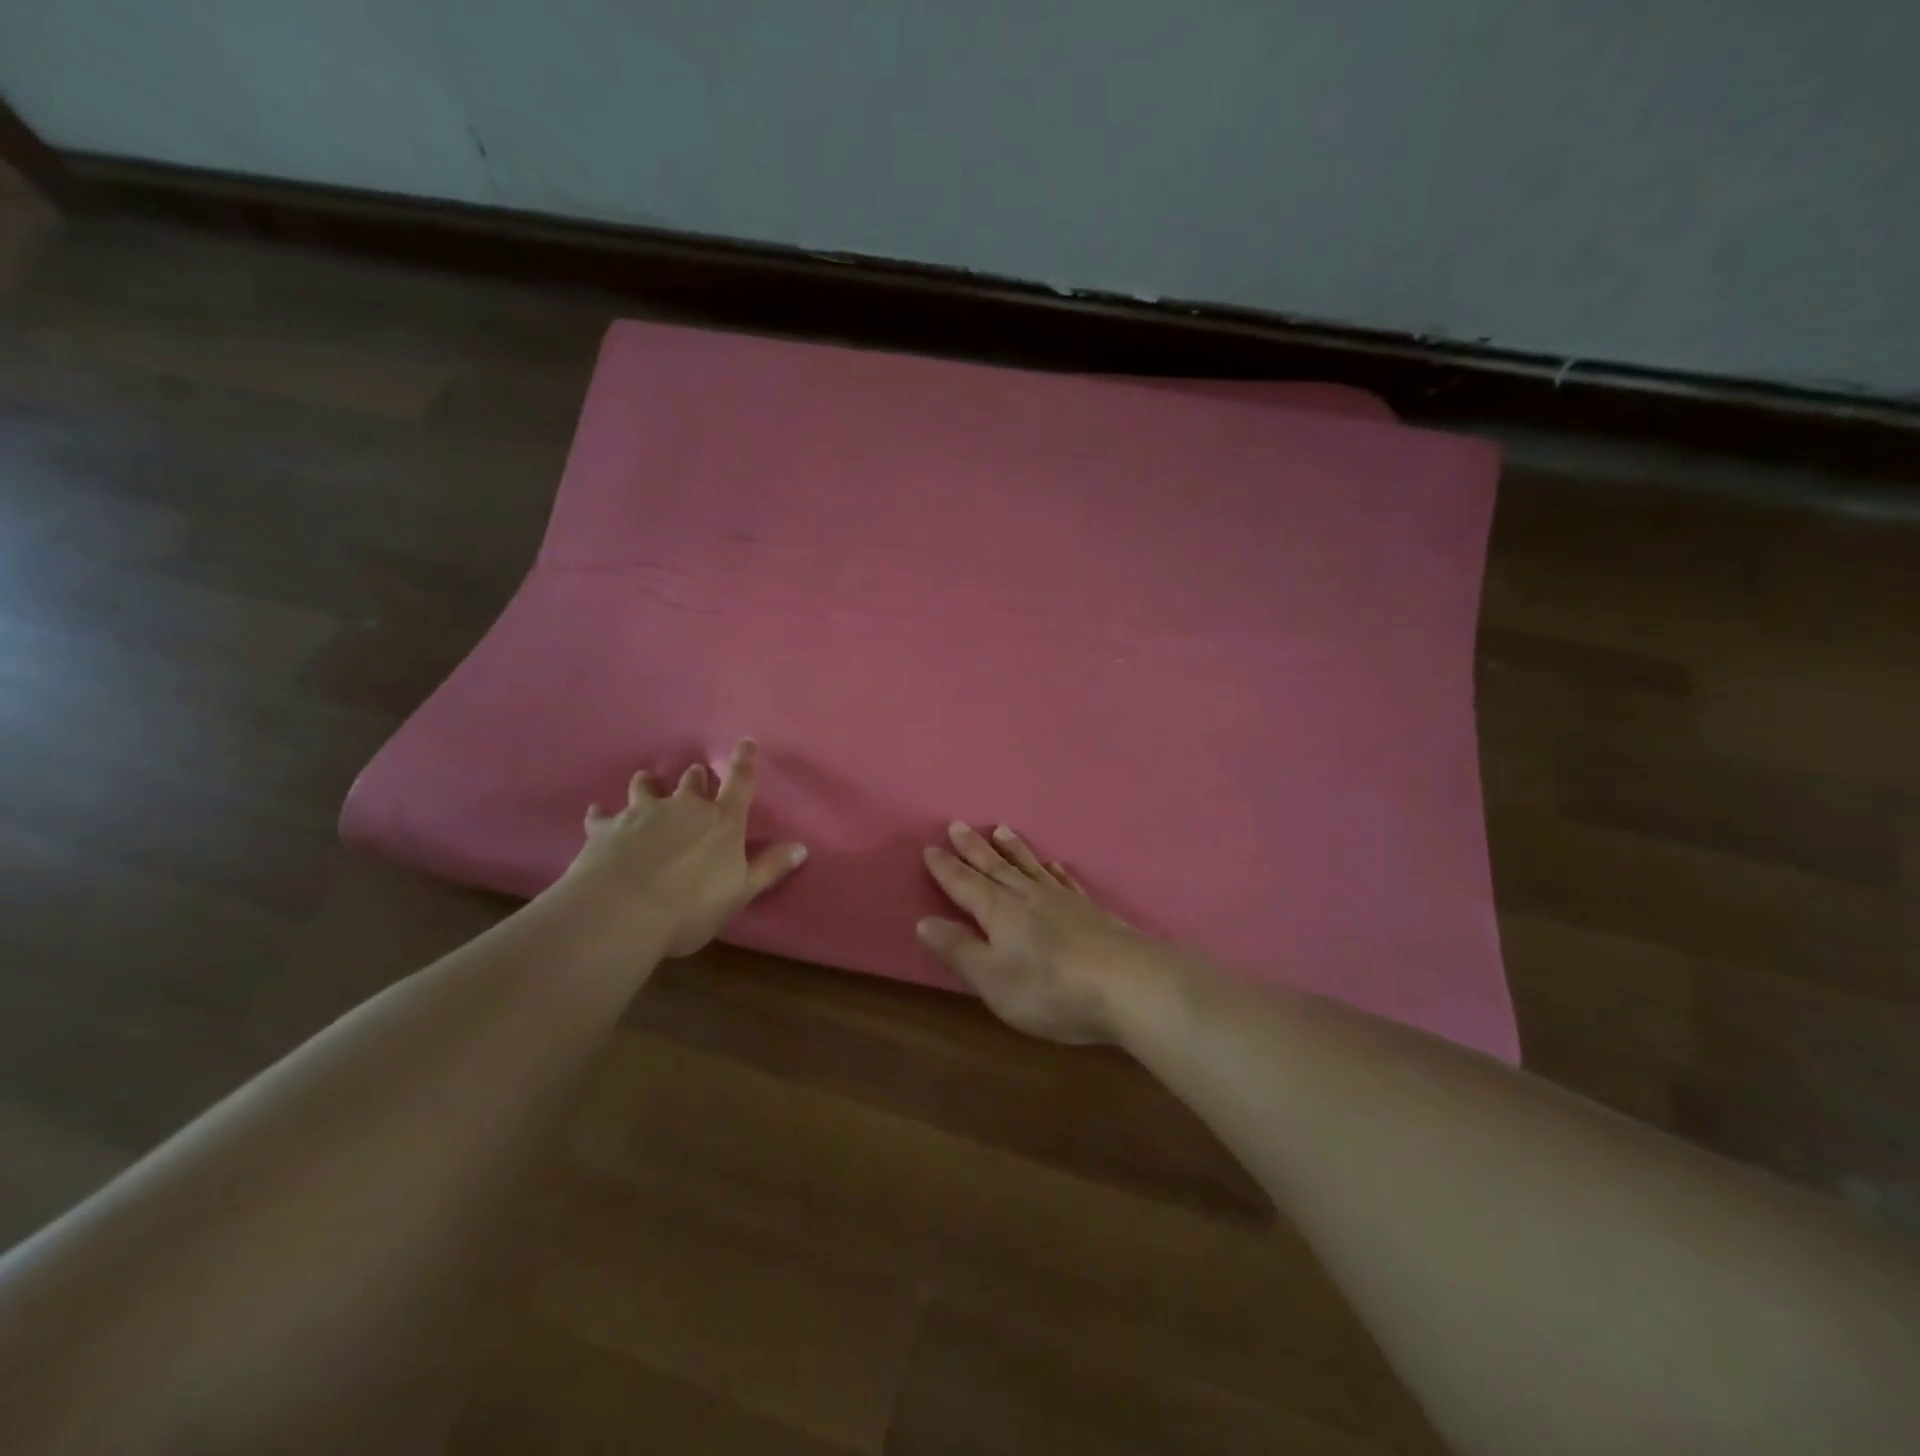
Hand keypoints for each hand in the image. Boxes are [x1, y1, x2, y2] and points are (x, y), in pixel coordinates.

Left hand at [564, 739, 806, 956]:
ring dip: (649, 784)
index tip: (746, 741)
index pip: (740, 783)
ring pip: (646, 786)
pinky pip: (602, 815)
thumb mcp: (740, 892)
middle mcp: (684, 807)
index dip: (744, 761)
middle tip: (696, 777)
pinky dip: (602, 815)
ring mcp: (643, 813)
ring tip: (648, 782)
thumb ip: (769, 868)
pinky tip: (597, 814)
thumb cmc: (692, 905)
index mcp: (722, 820)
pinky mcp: (607, 828)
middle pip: (693, 780)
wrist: (623, 911)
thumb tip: (802, 847)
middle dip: (696, 778)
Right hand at [918, 823, 1160, 1044]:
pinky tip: (1055, 865)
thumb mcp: (992, 979)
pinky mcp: (1091, 912)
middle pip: (996, 867)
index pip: (965, 884)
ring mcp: (1064, 901)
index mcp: (1000, 911)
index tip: (930, 848)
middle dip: (974, 849)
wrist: (1130, 985)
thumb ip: (959, 950)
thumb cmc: (1051, 988)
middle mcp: (1028, 896)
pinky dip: (1055, 871)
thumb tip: (924, 922)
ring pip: (1030, 867)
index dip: (946, 868)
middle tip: (959, 826)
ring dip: (1013, 850)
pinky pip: (1066, 882)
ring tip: (1002, 830)